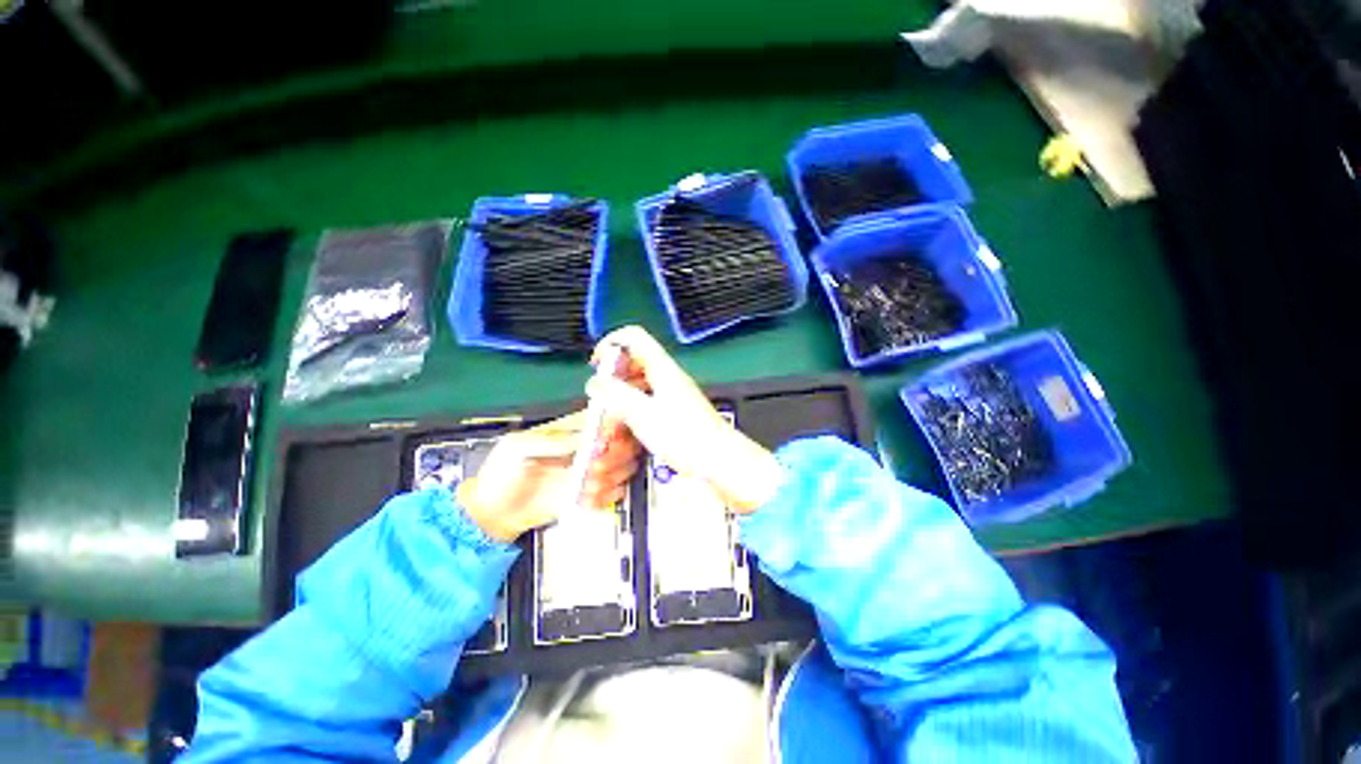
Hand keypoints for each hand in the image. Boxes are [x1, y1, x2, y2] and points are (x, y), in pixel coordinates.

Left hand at [457, 411, 640, 541]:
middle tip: (594, 467)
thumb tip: (590, 442)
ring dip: (610, 478)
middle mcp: (591, 448)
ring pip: (626, 468)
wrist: (493, 513)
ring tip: (585, 486)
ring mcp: (593, 472)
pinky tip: (585, 499)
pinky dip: (604, 497)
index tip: (607, 440)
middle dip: (616, 456)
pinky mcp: (592, 495)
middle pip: (626, 444)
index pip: (610, 419)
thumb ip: (555, 442)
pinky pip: (615, 494)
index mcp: (574, 430)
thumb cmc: (502, 473)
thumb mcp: (520, 448)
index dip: (616, 427)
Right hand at [585, 326, 784, 512]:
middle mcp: (668, 376)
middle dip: (614, 376)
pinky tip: (628, 427)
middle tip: (602, 398)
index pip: (634, 337)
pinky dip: (634, 408)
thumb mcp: (644, 415)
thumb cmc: (684, 436)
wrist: (719, 460)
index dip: (611, 344)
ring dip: (622, 395)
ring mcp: (674, 393)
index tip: (596, 366)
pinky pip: (648, 400)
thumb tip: (594, 383)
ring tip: (612, 416)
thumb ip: (617, 396)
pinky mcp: (676, 410)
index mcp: (662, 368)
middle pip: (635, 360)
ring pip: (640, 382)